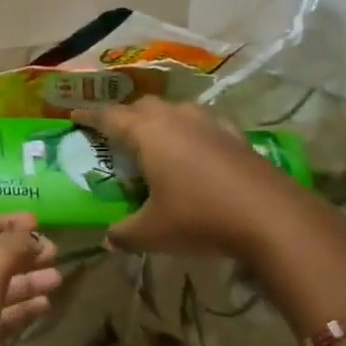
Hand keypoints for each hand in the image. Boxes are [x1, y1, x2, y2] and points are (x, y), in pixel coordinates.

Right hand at [66, 98, 280, 255]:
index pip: (109, 117)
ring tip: (154, 138)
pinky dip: (191, 131)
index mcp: (147, 133)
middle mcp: (176, 118)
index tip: (75, 116)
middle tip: (114, 133)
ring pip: (175, 110)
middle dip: (125, 116)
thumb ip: (123, 233)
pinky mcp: (235, 136)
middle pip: (143, 106)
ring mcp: (209, 123)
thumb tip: (108, 239)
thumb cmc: (199, 217)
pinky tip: (195, 149)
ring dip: (159, 119)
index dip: (89, 116)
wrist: (271, 217)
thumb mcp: (151, 232)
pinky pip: (203, 124)